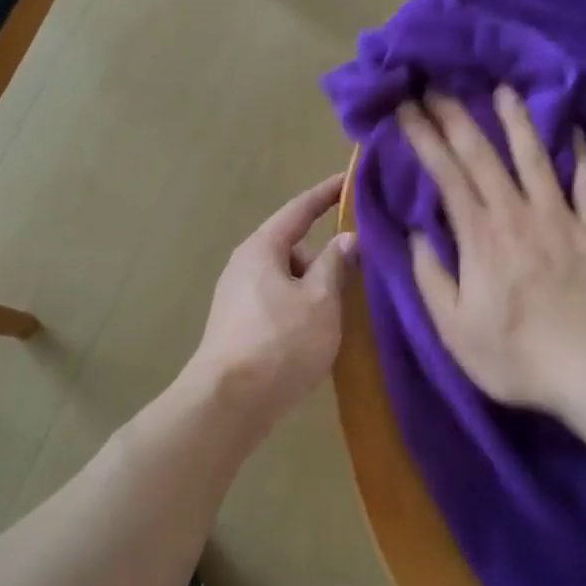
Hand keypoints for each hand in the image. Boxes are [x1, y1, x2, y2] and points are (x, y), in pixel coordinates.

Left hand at [187, 175, 357, 429]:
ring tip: (340, 315)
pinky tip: (317, 335)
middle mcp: (244, 266)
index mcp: (262, 249)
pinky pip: (278, 303)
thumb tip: (346, 239)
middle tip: (358, 275)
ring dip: (314, 289)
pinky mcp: (238, 326)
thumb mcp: (320, 300)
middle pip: (293, 248)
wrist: (228, 404)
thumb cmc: (280, 342)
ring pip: (287, 280)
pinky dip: (301, 309)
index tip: (350, 181)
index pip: (299, 209)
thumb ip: (335, 264)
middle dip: (324, 257)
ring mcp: (237, 298)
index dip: (327, 194)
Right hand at [401, 88, 585, 415]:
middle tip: (438, 85)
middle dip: (457, 117)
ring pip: (535, 158)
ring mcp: (560, 217)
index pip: (446, 174)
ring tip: (504, 90)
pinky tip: (578, 131)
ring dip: (517, 122)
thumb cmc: (516, 355)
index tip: (406, 106)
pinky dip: (583, 155)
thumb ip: (431, 276)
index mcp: (479, 236)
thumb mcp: (453, 327)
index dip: (424, 137)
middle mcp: (517, 213)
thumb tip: (416, 233)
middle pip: (483, 156)